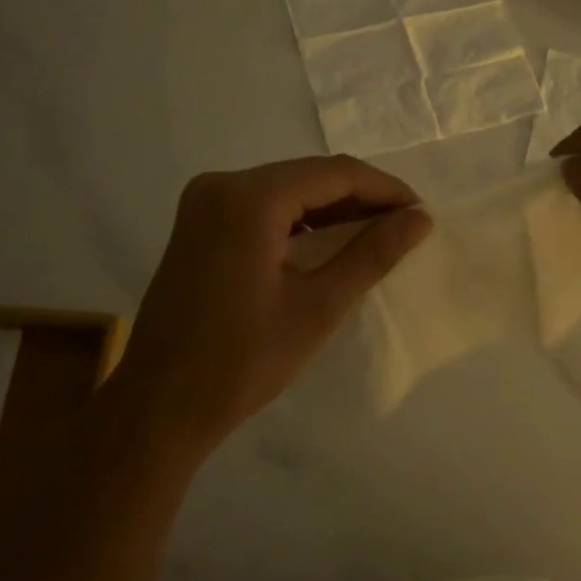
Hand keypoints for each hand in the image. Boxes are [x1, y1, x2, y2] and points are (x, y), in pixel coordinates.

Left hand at [113, 156, 432, 455]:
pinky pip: (260, 206)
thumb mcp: (318, 307)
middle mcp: (221, 184)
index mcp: (248, 198)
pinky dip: (297, 220)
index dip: (384, 188)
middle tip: (404, 225)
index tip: (421, 213)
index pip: (333, 174)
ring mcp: (203, 202)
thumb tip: (419, 219)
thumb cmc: (243, 362)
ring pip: (285, 189)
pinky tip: (326, 242)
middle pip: (307, 176)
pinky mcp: (197, 223)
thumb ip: (371, 254)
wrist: (159, 407)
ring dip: (329, 208)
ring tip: (374, 234)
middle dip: (359, 197)